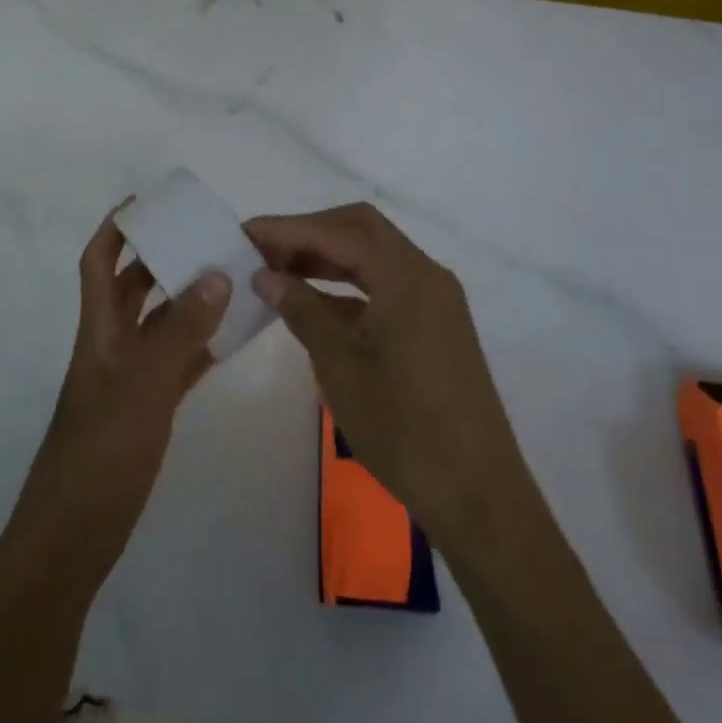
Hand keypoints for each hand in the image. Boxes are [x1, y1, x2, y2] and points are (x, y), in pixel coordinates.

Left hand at [16, 205, 229, 586]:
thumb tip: (216, 273)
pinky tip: (234, 335)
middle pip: (135, 288)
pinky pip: (179, 363)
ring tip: (233, 278)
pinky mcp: (148, 409)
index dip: (116, 229)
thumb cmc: (101, 451)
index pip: (98, 263)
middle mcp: (113, 345)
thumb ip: (181, 330)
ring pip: (162, 325)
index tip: (147, 202)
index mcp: (99, 330)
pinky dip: (203, 345)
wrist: (75, 533)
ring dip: (191, 301)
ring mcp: (131, 379)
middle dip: (164, 259)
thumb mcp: (143, 385)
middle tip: (208, 238)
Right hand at [246, 203, 530, 552]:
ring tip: (278, 271)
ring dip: (327, 258)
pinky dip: (348, 286)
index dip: (288, 228)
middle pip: (361, 231)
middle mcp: (426, 276)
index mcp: (407, 278)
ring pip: (374, 257)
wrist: (477, 494)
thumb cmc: (403, 429)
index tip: (244, 234)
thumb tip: (265, 276)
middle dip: (309, 233)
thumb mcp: (340, 367)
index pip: (339, 231)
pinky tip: (314, 304)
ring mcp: (435, 301)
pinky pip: (386, 286)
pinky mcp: (435, 325)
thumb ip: (303, 311)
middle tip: (262, 249)